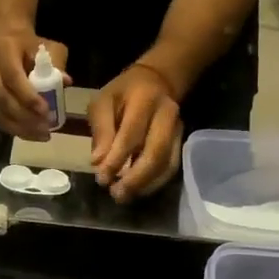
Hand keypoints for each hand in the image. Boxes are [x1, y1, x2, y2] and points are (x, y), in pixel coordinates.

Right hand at [0, 27, 68, 139]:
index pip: (12, 77)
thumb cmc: (30, 44)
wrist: (7, 38)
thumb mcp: (48, 47)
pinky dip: (12, 129)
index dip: (28, 96)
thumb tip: (65, 82)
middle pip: (0, 98)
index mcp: (4, 50)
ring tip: (41, 135)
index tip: (46, 111)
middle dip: (23, 116)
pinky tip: (30, 134)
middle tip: (45, 128)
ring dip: (18, 127)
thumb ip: (56, 63)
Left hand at [89, 63, 181, 201]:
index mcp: (144, 100)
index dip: (116, 160)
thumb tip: (98, 162)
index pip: (131, 135)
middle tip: (116, 194)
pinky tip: (138, 190)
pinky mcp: (181, 142)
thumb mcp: (102, 101)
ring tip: (124, 196)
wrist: (156, 82)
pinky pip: (171, 167)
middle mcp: (167, 115)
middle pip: (156, 152)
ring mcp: (177, 130)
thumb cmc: (122, 93)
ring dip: (146, 184)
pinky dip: (154, 182)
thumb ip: (101, 130)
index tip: (101, 179)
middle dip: (135, 178)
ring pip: (167, 163)